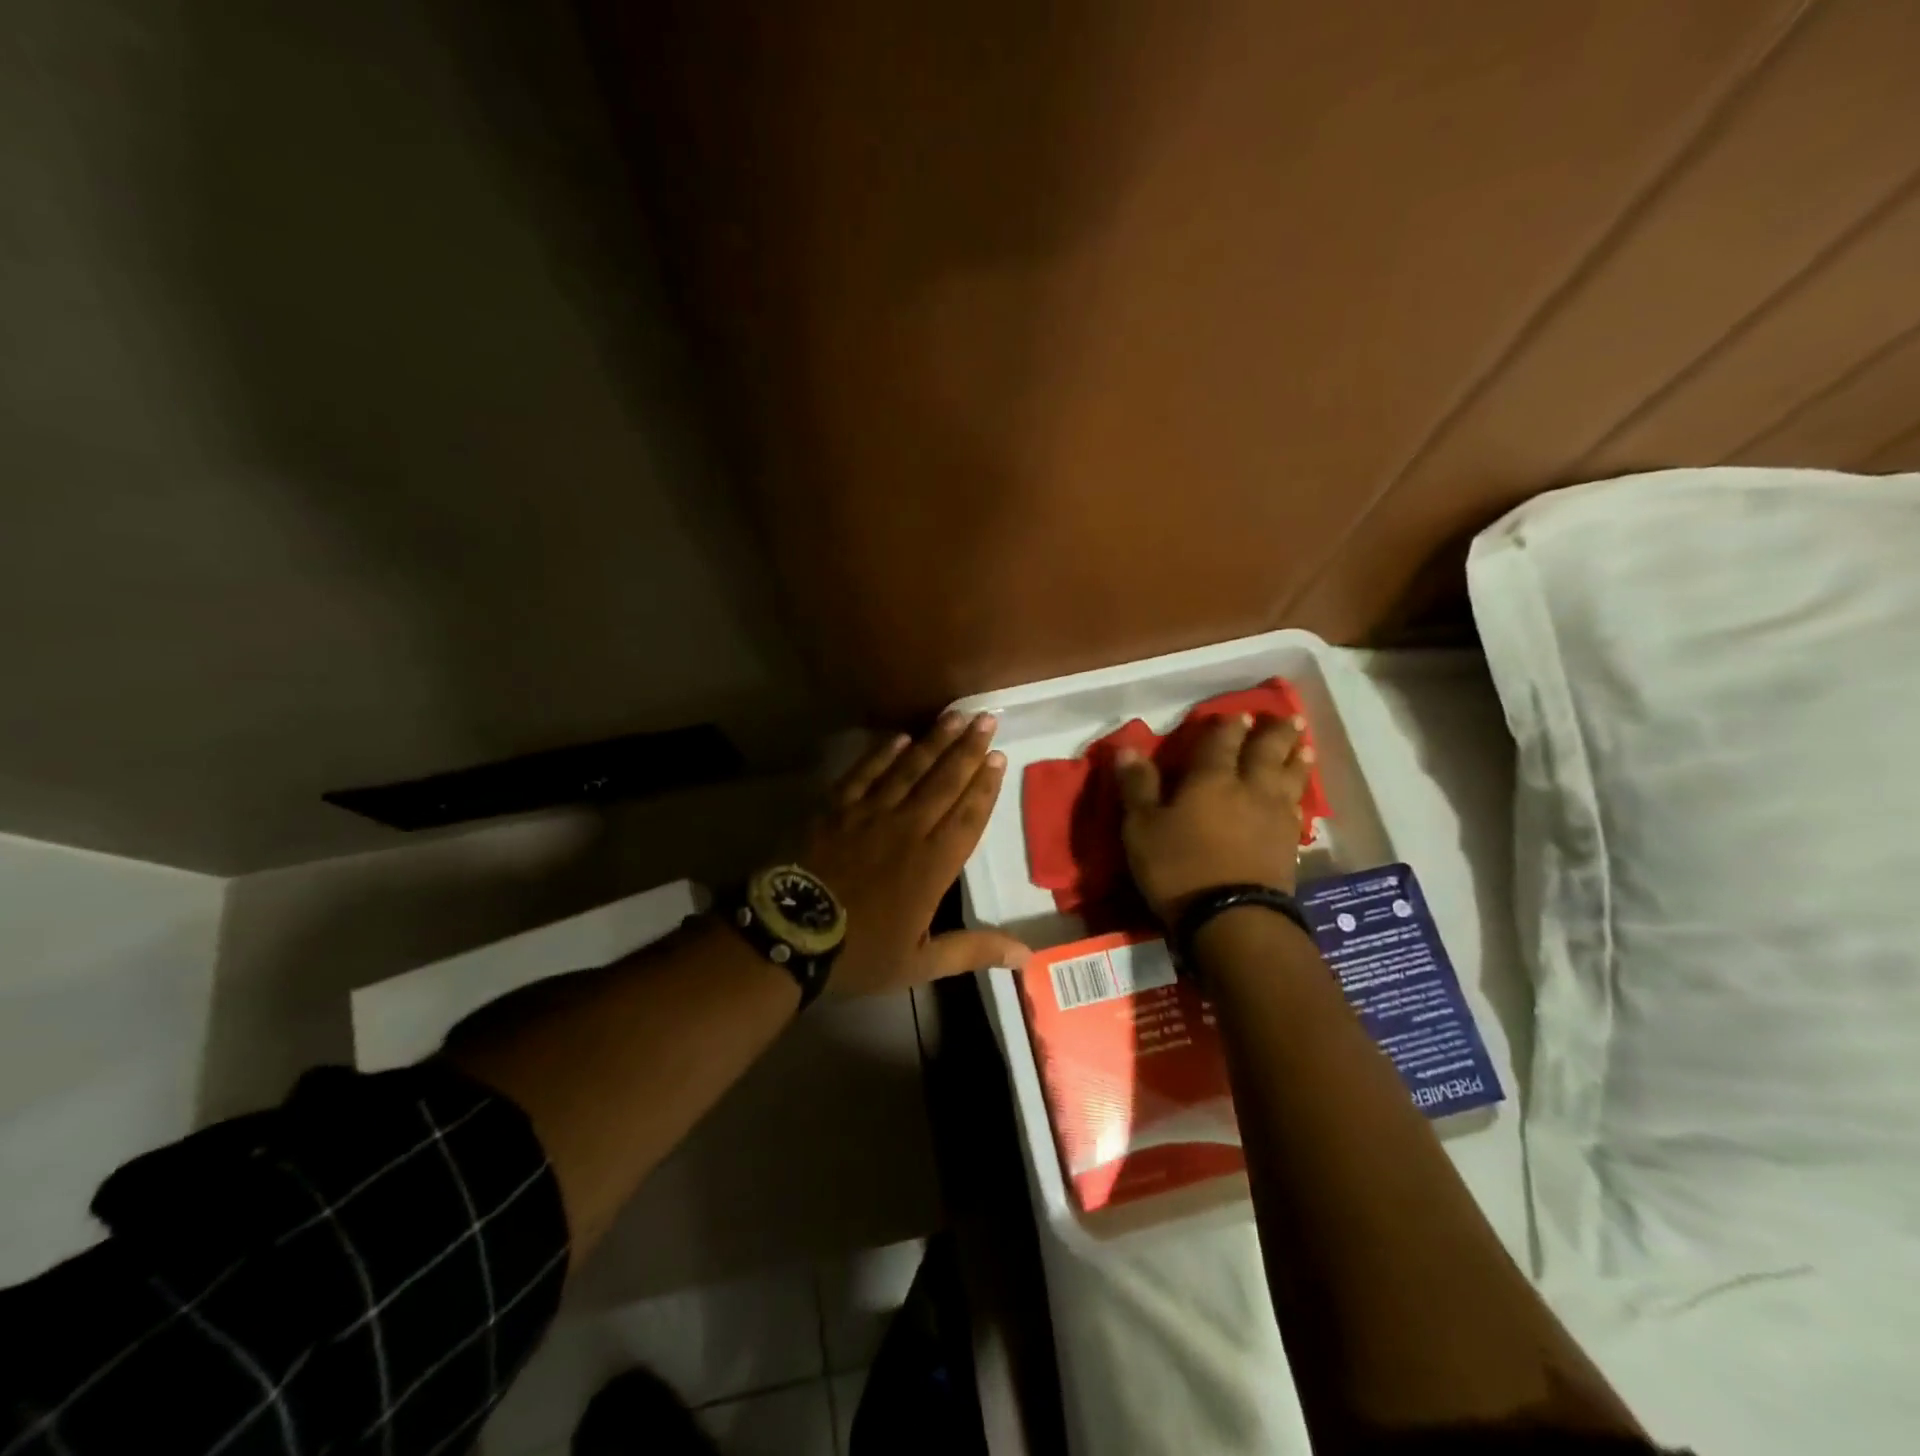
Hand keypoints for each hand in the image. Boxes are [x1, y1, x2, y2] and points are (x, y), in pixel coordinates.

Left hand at [801, 712, 1031, 995]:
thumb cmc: (859, 952)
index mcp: (933, 864)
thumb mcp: (920, 962)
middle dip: (969, 749)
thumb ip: (973, 950)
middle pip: (945, 782)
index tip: (999, 756)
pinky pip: (865, 773)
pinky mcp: (836, 808)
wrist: (789, 935)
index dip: (986, 786)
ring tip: (955, 715)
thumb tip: (1028, 955)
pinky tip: (899, 737)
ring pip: (910, 769)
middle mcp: (908, 828)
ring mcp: (870, 813)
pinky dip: (883, 754)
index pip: (968, 816)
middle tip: (988, 719)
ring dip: (935, 741)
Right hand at [1115, 712, 1315, 924]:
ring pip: (1290, 777)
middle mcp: (1249, 789)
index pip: (1222, 742)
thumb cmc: (1179, 868)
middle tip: (1288, 717)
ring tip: (1304, 745)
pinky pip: (1298, 808)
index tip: (1237, 714)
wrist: (1233, 918)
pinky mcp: (1289, 845)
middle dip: (1275, 733)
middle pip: (1266, 753)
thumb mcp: (1142, 828)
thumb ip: (1137, 787)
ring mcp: (1274, 817)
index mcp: (1211, 780)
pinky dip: (1300, 794)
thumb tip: (1127, 749)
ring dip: (1297, 759)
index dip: (1228, 726)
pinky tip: (1298, 796)